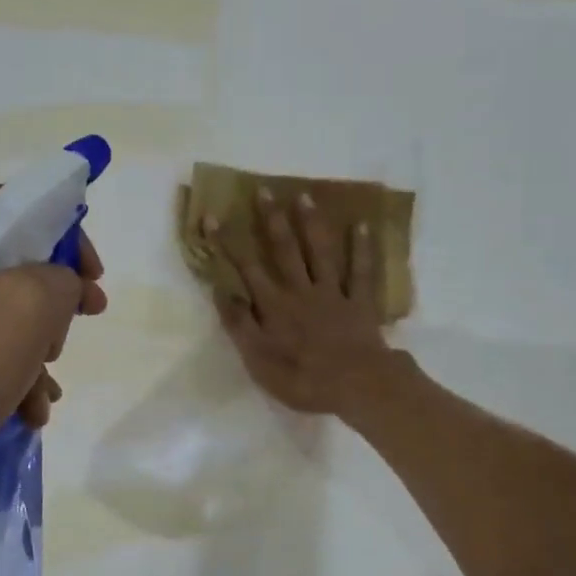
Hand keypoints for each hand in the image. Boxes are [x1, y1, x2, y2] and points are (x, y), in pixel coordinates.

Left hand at [0, 184, 107, 496]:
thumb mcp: (20, 314)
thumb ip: (58, 279)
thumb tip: (56, 285)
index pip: (20, 206)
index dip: (69, 245)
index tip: (94, 290)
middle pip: (6, 261)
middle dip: (46, 310)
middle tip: (61, 348)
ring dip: (26, 351)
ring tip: (40, 400)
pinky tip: (18, 412)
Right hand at [209, 188, 398, 416]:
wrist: (356, 385)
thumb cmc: (302, 379)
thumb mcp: (258, 360)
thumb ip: (240, 324)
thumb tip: (221, 291)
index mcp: (274, 306)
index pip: (246, 269)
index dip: (228, 243)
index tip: (213, 217)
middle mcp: (300, 291)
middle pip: (284, 250)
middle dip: (271, 220)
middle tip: (264, 191)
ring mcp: (333, 293)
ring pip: (320, 252)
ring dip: (311, 224)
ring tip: (305, 195)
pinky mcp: (360, 302)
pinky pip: (362, 271)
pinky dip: (362, 248)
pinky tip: (362, 225)